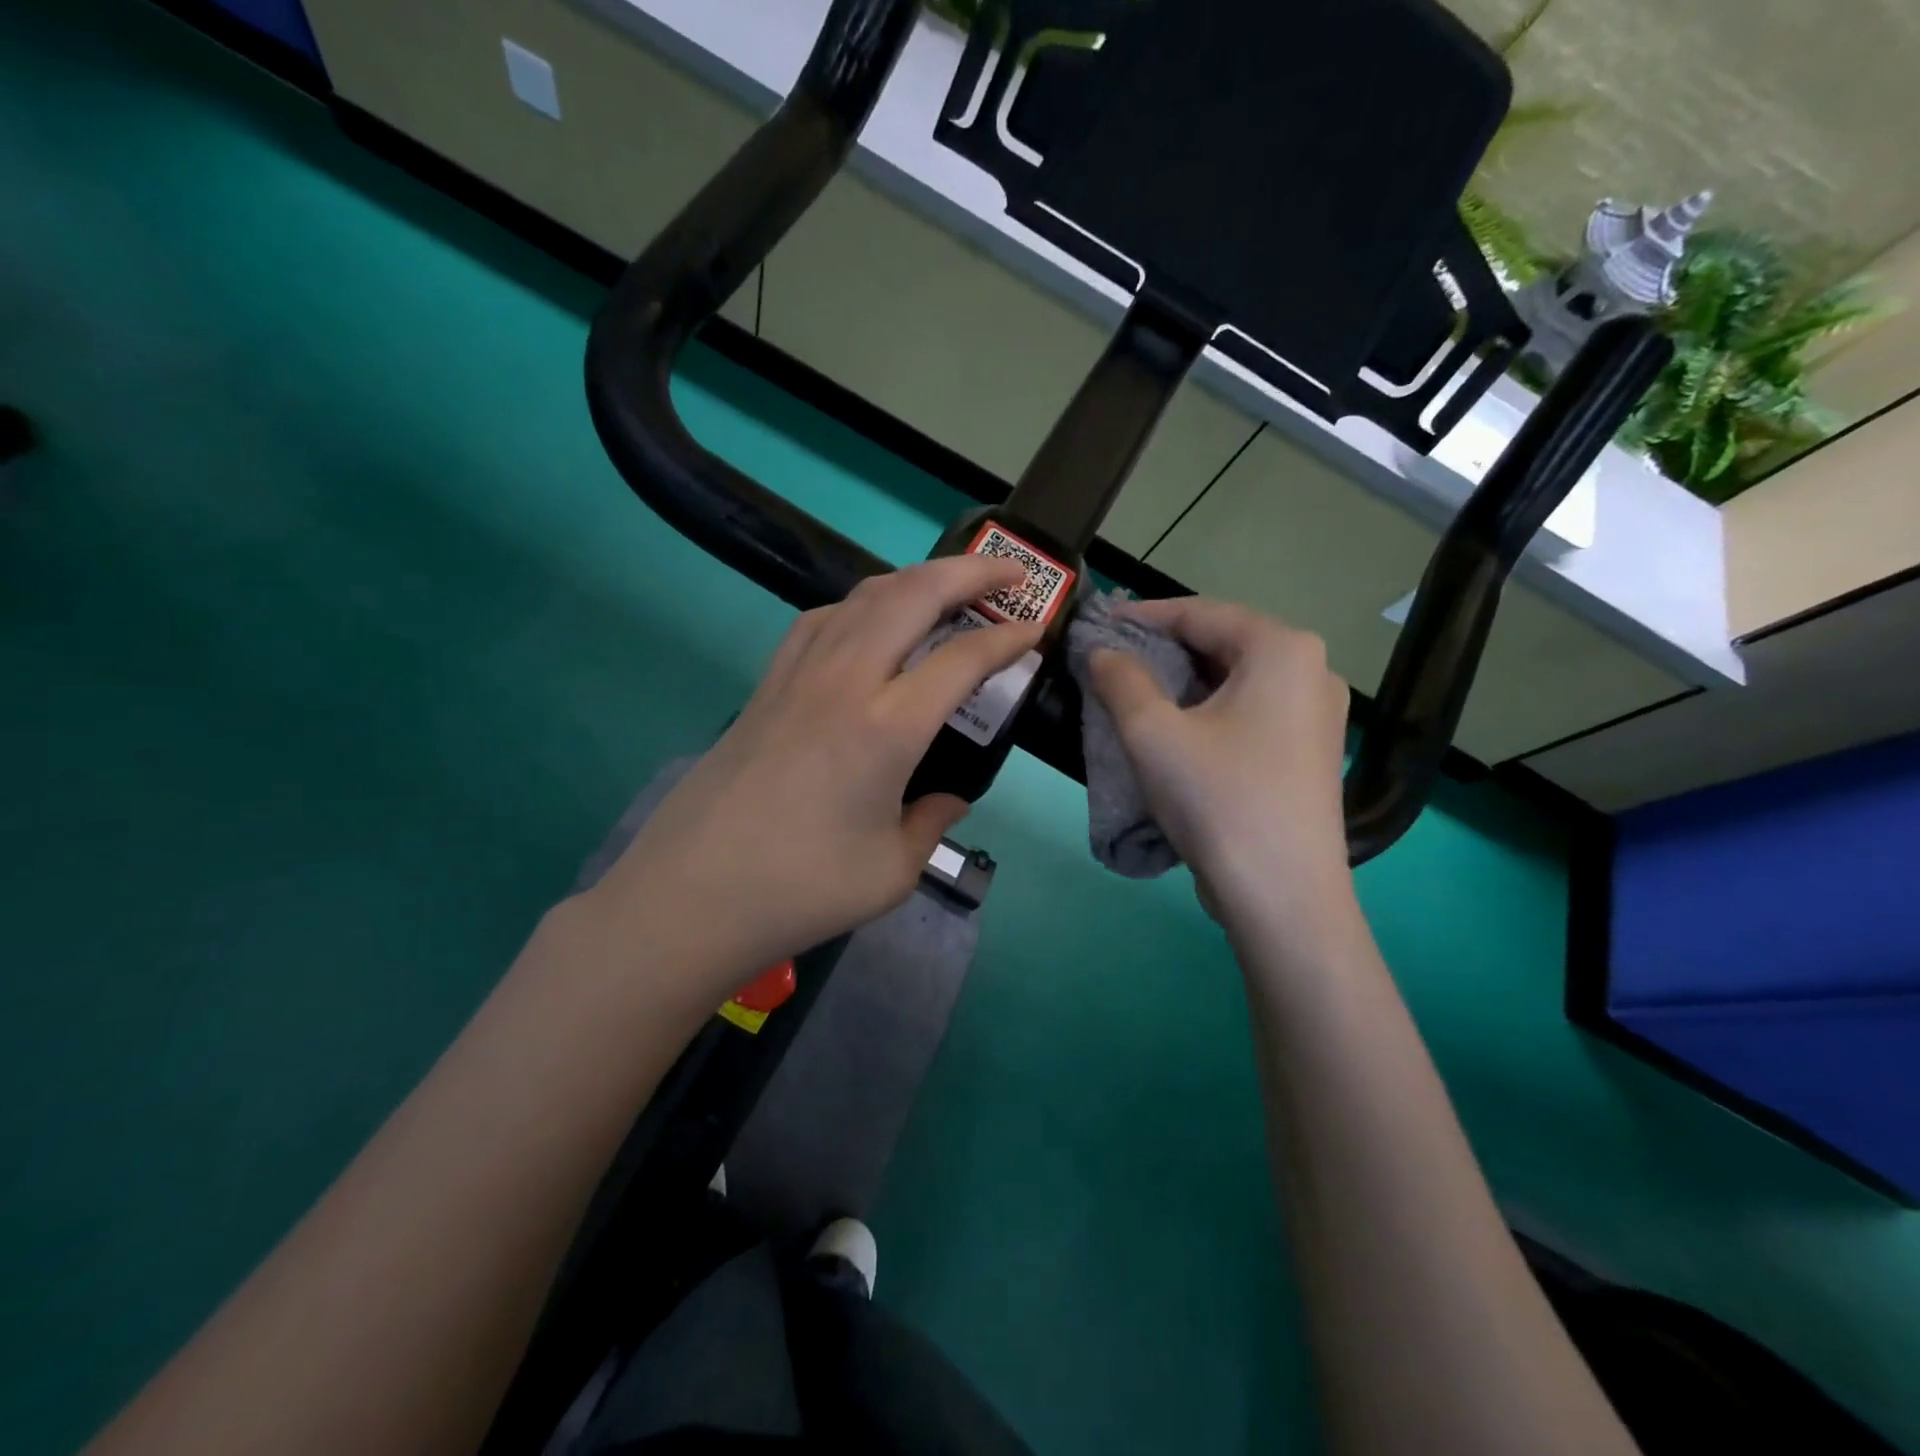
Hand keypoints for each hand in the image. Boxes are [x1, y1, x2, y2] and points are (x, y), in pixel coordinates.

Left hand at [590, 556, 1040, 995]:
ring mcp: (798, 675)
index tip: (1038, 630)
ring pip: (863, 596)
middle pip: (913, 594)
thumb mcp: (893, 871)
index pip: (963, 658)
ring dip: (915, 579)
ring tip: (948, 588)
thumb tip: (949, 799)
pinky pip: (821, 620)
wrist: (692, 895)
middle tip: (1010, 573)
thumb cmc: (801, 889)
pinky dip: (860, 605)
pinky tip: (870, 624)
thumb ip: (932, 823)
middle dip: (970, 572)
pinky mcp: (766, 685)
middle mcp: (844, 681)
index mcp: (887, 726)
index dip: (1009, 638)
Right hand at [1087, 597, 1352, 919]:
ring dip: (1184, 680)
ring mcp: (1319, 713)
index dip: (1143, 615)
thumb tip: (1102, 651)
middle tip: (1112, 659)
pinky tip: (1178, 728)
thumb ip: (1120, 678)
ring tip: (1136, 692)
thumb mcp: (1152, 732)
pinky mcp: (1311, 750)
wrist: (1282, 895)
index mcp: (1282, 648)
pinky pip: (1252, 709)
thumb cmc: (1217, 799)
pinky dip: (1210, 709)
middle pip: (1223, 642)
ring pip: (1237, 678)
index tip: (1098, 623)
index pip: (1200, 612)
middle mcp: (1312, 669)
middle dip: (1164, 648)